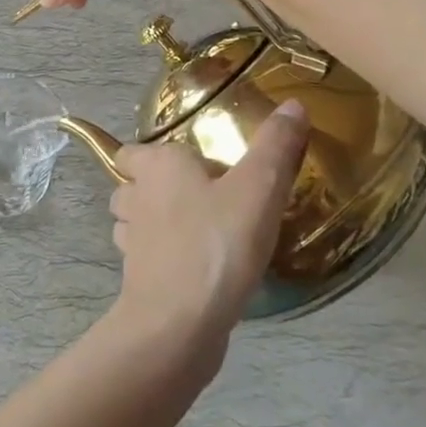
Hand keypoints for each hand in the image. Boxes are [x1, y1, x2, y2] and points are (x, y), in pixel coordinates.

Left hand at [108, 101, 310, 348]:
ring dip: (154, 223)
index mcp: (156, 166)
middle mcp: (135, 198)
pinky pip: (146, 259)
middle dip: (152, 187)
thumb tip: (293, 104)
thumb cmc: (217, 243)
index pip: (132, 150)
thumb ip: (276, 146)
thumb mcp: (259, 188)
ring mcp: (131, 242)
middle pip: (131, 185)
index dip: (150, 154)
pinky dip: (162, 258)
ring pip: (133, 222)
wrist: (180, 322)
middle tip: (197, 195)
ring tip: (195, 229)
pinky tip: (195, 267)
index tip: (186, 162)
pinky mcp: (138, 280)